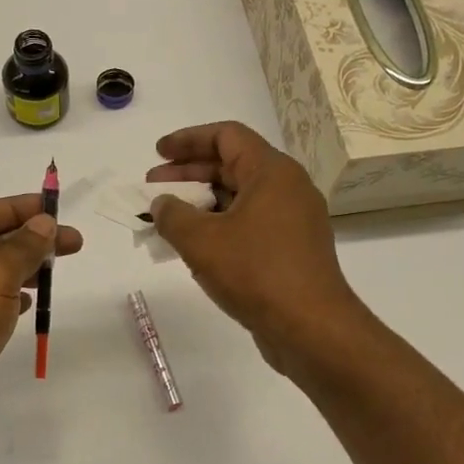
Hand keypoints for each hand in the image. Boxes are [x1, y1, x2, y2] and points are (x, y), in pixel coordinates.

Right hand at [148, 122, 361, 375]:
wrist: (311, 328)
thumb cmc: (255, 273)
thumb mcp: (201, 241)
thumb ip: (173, 215)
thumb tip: (161, 204)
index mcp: (272, 172)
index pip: (227, 136)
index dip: (188, 140)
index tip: (158, 154)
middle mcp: (287, 188)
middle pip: (232, 165)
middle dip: (188, 174)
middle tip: (153, 188)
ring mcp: (293, 221)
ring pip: (240, 198)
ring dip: (201, 204)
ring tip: (167, 220)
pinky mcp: (291, 250)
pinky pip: (249, 224)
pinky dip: (219, 227)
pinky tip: (194, 247)